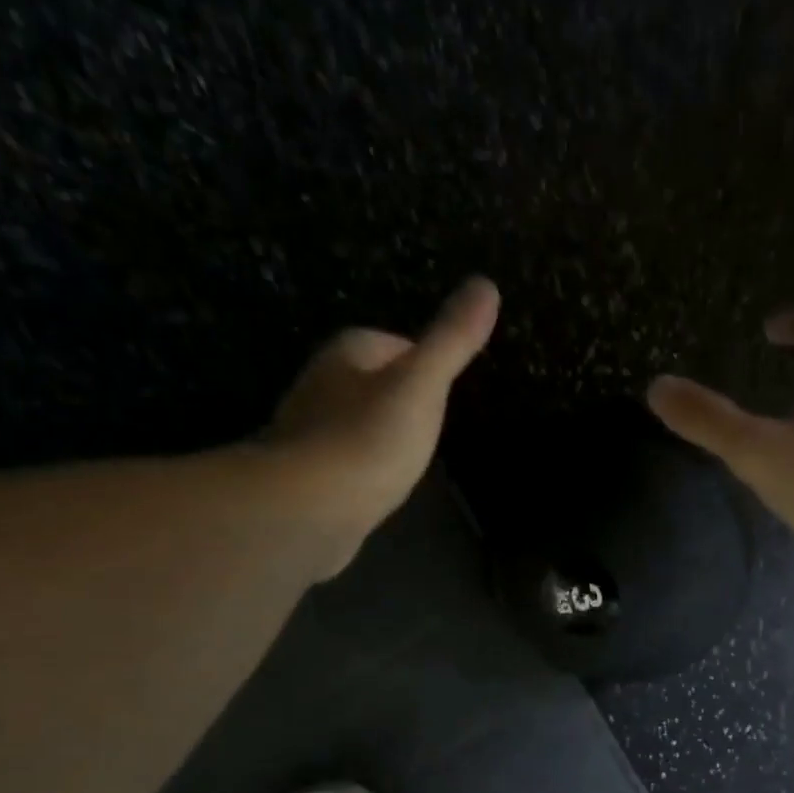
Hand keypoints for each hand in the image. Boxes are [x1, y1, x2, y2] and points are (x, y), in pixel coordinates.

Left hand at [261, 277, 500, 568]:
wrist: (309, 507)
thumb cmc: (369, 441)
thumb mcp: (422, 387)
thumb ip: (451, 341)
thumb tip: (486, 284)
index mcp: (347, 354)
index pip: (391, 343)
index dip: (421, 361)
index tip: (444, 385)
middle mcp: (320, 384)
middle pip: (370, 381)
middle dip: (397, 397)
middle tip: (431, 421)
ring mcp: (309, 432)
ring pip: (354, 421)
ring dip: (377, 433)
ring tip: (408, 455)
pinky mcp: (307, 476)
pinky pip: (343, 461)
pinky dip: (362, 467)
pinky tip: (378, 486)